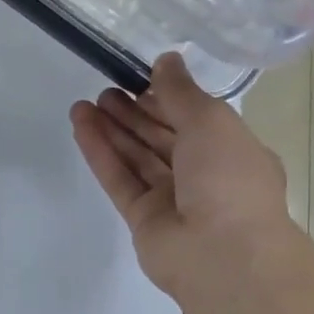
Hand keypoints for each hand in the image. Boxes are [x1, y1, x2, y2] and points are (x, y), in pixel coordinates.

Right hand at [71, 53, 296, 303]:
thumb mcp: (211, 120)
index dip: (167, 98)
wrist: (222, 254)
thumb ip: (181, 91)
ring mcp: (172, 201)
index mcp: (232, 151)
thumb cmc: (228, 178)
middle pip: (162, 139)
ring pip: (137, 159)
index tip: (138, 78)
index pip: (196, 119)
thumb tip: (166, 59)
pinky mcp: (143, 220)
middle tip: (105, 90)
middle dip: (134, 114)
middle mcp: (205, 176)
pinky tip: (81, 126)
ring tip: (84, 104)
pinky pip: (120, 180)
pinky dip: (101, 154)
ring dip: (113, 130)